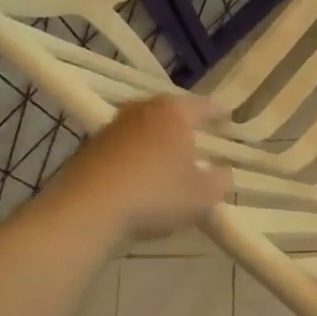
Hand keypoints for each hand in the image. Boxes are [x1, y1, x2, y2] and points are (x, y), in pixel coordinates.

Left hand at [50, 96, 231, 241]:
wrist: (88, 209)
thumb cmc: (155, 194)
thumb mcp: (202, 195)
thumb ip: (219, 181)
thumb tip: (222, 172)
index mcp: (174, 113)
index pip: (204, 106)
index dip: (219, 113)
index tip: (228, 118)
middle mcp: (142, 110)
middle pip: (170, 112)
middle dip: (184, 124)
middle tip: (198, 137)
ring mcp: (113, 127)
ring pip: (144, 127)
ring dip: (157, 140)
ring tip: (168, 159)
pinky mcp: (90, 147)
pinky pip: (124, 147)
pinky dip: (135, 156)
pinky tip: (139, 177)